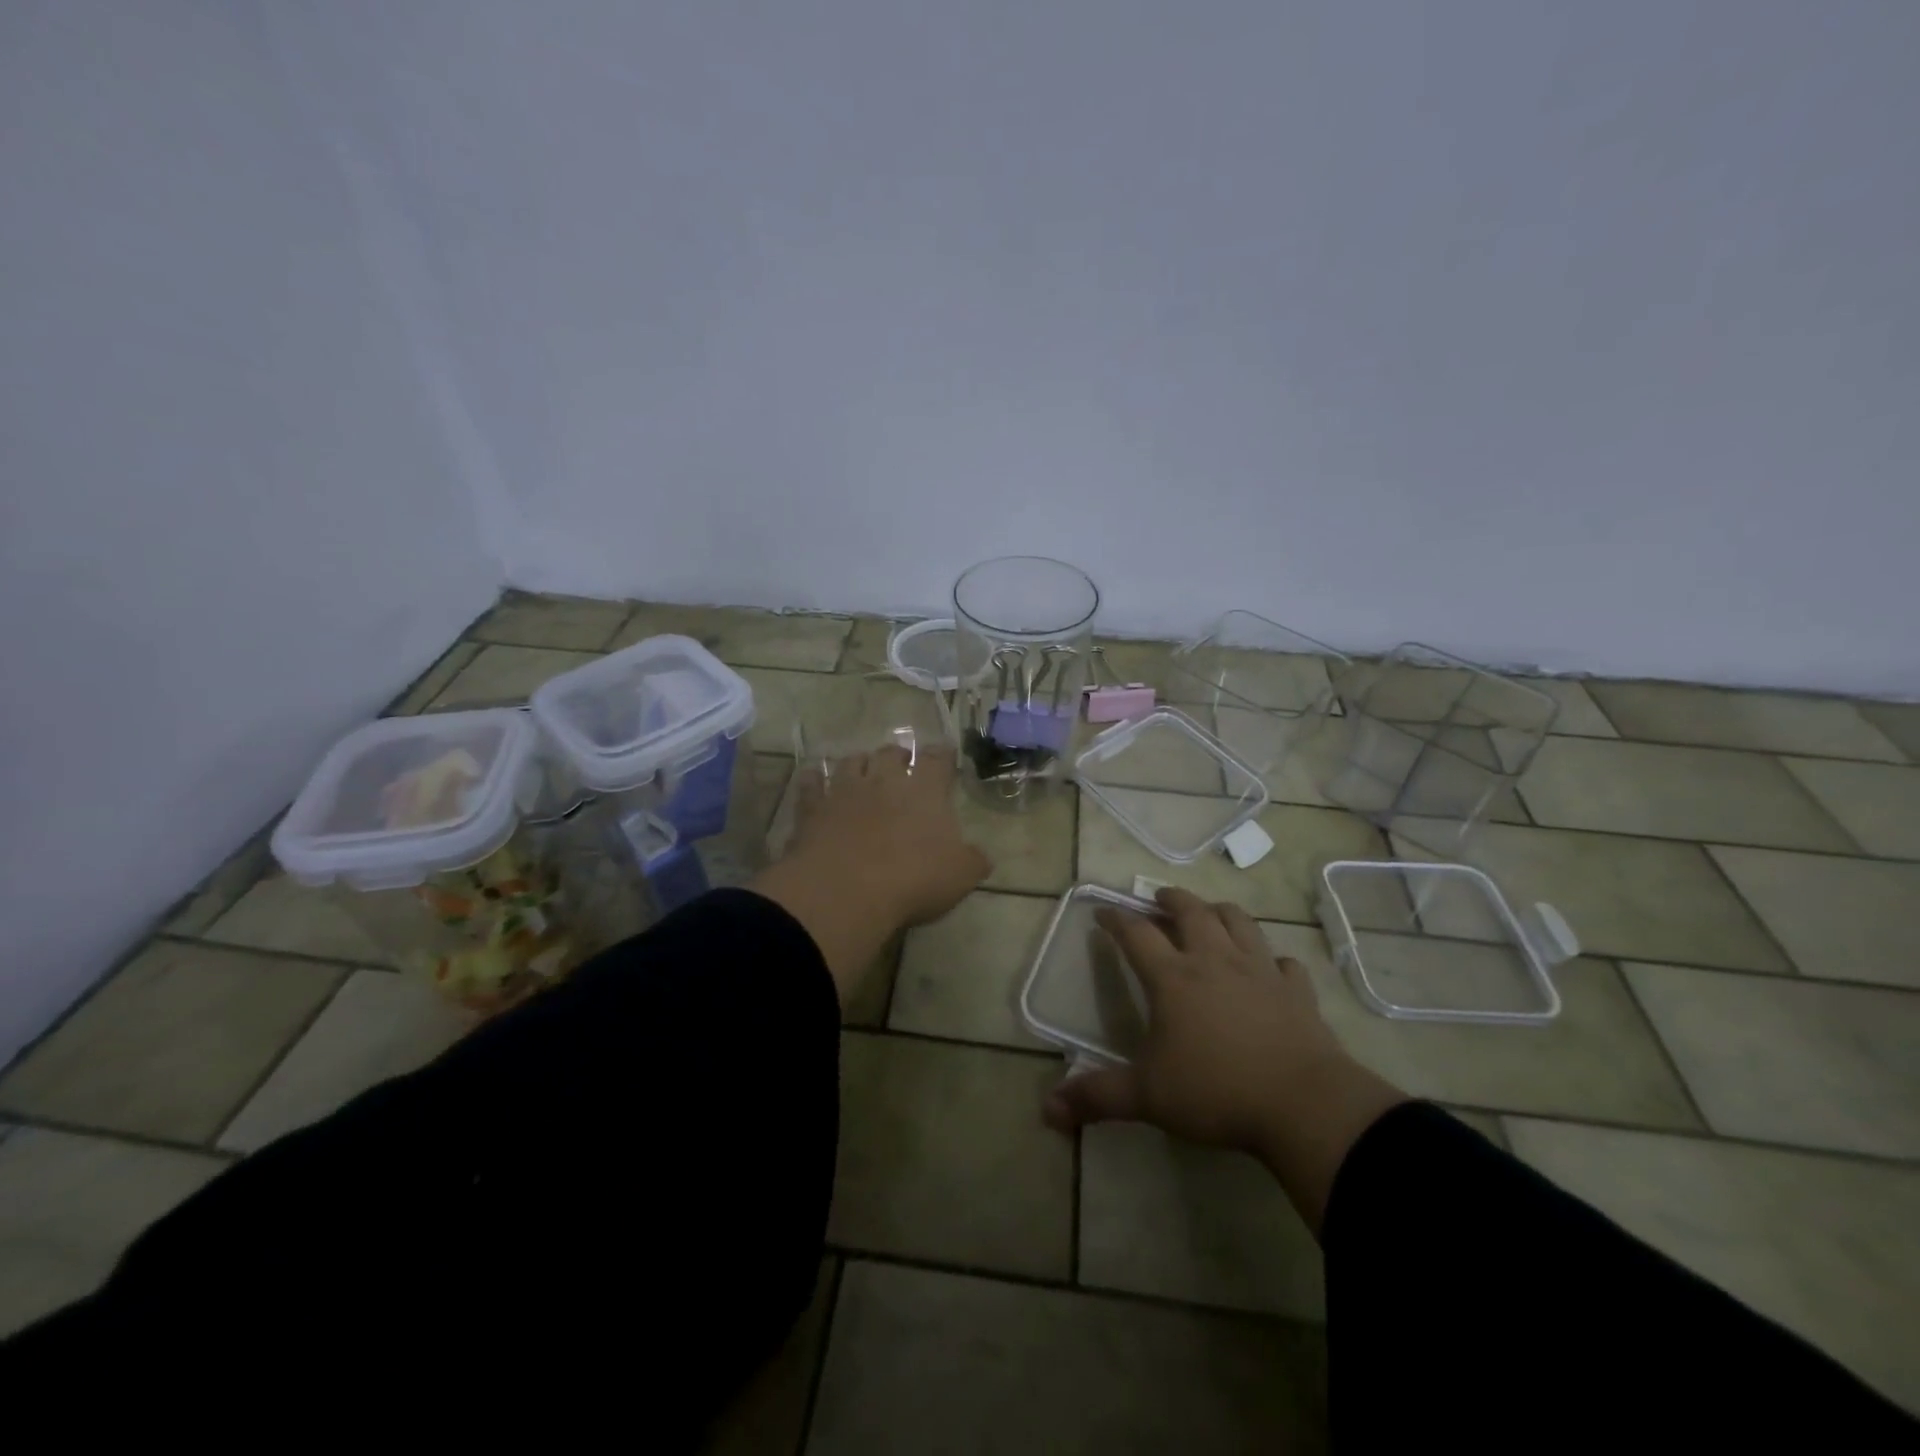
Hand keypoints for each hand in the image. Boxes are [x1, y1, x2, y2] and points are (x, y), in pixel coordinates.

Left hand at [751, 745, 990, 1008]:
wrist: (846, 890)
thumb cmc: (913, 879)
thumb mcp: (960, 876)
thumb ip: (973, 861)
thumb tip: (981, 857)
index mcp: (924, 790)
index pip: (937, 760)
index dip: (942, 756)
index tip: (945, 756)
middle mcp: (884, 780)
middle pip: (890, 753)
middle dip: (898, 755)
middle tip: (901, 764)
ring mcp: (844, 791)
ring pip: (851, 762)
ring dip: (859, 763)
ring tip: (862, 769)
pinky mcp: (812, 809)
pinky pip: (811, 785)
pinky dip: (814, 779)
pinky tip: (814, 779)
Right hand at [1043, 888, 1404, 1230]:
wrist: (1304, 1106)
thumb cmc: (1216, 1093)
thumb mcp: (1147, 1097)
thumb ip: (1097, 1097)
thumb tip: (1047, 1109)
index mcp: (1174, 979)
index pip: (1136, 934)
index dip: (1116, 919)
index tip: (1102, 912)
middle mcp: (1215, 961)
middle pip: (1191, 912)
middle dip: (1171, 900)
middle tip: (1158, 899)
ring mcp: (1260, 971)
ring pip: (1239, 922)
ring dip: (1220, 912)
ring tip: (1210, 914)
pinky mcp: (1296, 991)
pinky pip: (1284, 962)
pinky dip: (1272, 958)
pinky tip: (1269, 967)